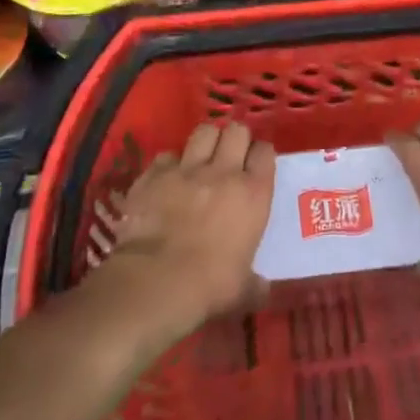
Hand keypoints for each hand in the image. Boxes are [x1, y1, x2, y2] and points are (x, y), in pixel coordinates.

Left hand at [104, 122, 273, 338]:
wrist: (156, 282)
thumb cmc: (209, 286)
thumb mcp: (243, 289)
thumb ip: (256, 282)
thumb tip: (263, 289)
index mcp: (253, 193)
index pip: (265, 151)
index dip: (260, 155)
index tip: (255, 166)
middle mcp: (223, 171)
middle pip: (236, 131)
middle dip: (234, 139)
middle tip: (229, 157)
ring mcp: (187, 169)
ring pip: (203, 131)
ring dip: (205, 142)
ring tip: (201, 158)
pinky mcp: (154, 174)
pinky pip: (166, 156)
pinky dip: (169, 164)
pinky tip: (167, 179)